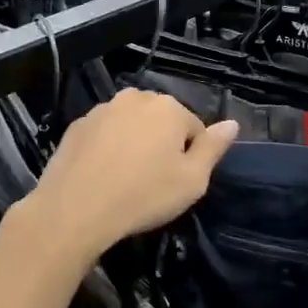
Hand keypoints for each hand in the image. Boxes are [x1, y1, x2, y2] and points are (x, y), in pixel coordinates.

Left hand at [24, 89, 238, 261]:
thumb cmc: (143, 196)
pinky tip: (102, 176)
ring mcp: (101, 110)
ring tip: (125, 179)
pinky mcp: (76, 126)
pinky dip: (107, 149)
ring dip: (134, 144)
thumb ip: (213, 148)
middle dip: (161, 144)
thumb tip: (232, 124)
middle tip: (153, 181)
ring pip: (130, 126)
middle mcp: (135, 98)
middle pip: (160, 121)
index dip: (191, 157)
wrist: (75, 209)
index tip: (177, 182)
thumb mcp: (192, 181)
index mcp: (168, 107)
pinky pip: (104, 134)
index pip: (194, 129)